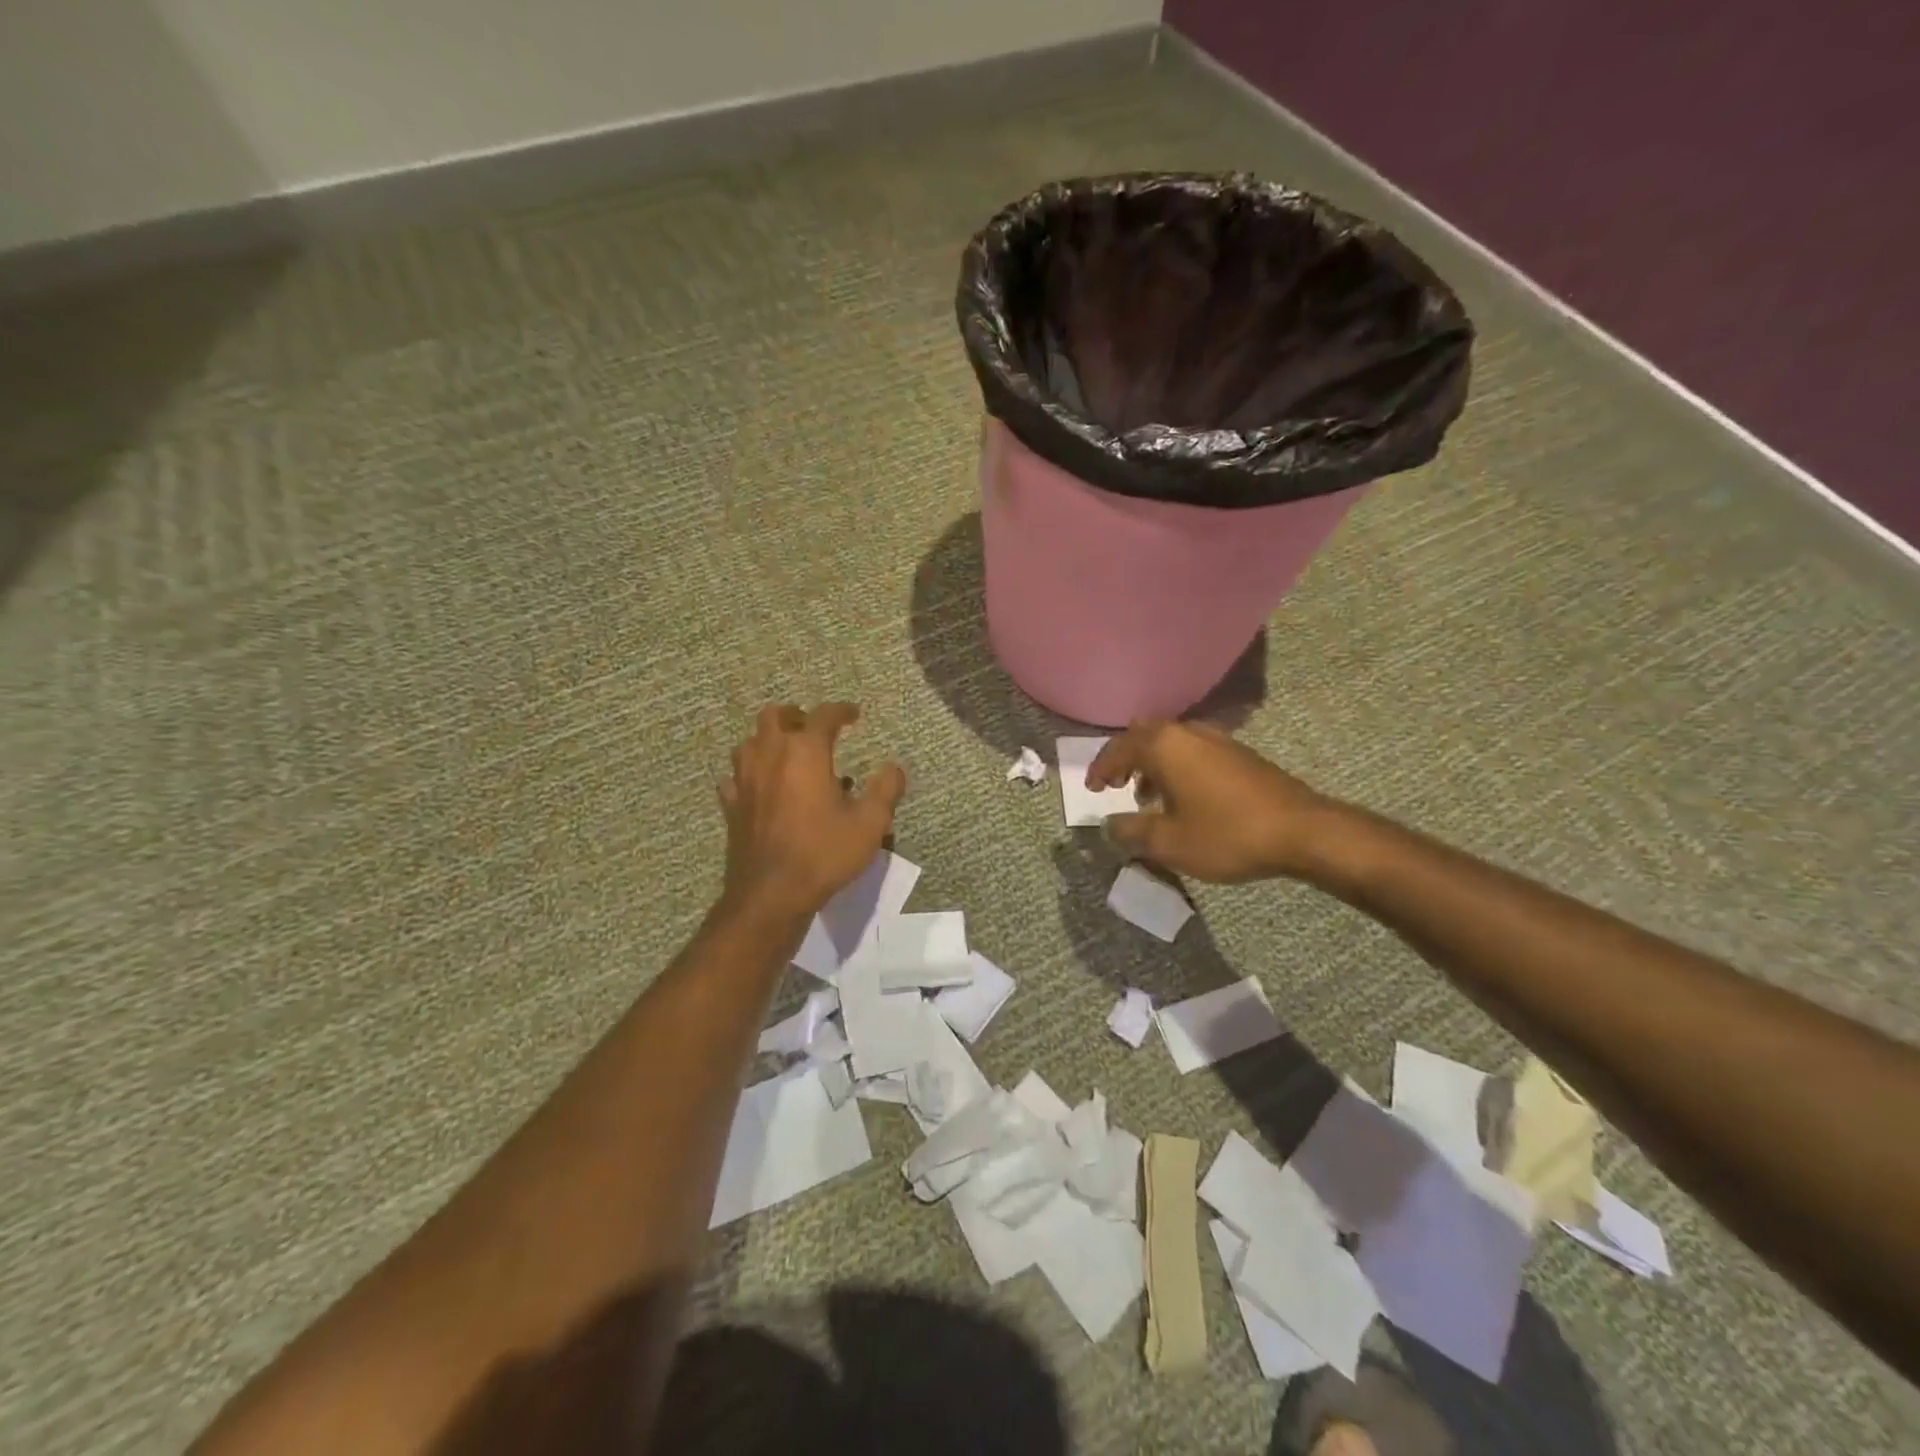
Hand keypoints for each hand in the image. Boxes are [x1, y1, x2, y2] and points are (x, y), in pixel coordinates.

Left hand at [718, 703, 905, 919]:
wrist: (771, 894)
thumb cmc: (824, 852)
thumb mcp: (870, 823)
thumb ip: (886, 790)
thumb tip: (895, 767)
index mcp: (805, 752)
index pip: (823, 715)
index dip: (841, 710)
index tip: (854, 714)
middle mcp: (770, 755)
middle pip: (774, 716)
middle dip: (795, 715)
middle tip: (812, 727)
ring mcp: (745, 780)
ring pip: (749, 742)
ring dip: (768, 740)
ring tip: (787, 754)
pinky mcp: (731, 806)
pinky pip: (735, 777)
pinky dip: (749, 773)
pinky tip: (759, 786)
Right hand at [1086, 720, 1330, 882]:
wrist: (1301, 831)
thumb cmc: (1227, 834)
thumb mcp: (1168, 842)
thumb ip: (1131, 831)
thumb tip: (1108, 825)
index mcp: (1164, 746)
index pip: (1118, 748)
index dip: (1100, 768)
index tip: (1091, 788)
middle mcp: (1187, 732)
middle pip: (1144, 735)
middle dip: (1126, 758)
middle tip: (1115, 783)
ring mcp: (1217, 739)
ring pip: (1171, 742)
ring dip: (1152, 764)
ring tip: (1146, 797)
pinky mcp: (1238, 753)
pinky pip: (1193, 751)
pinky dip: (1176, 767)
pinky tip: (1183, 799)